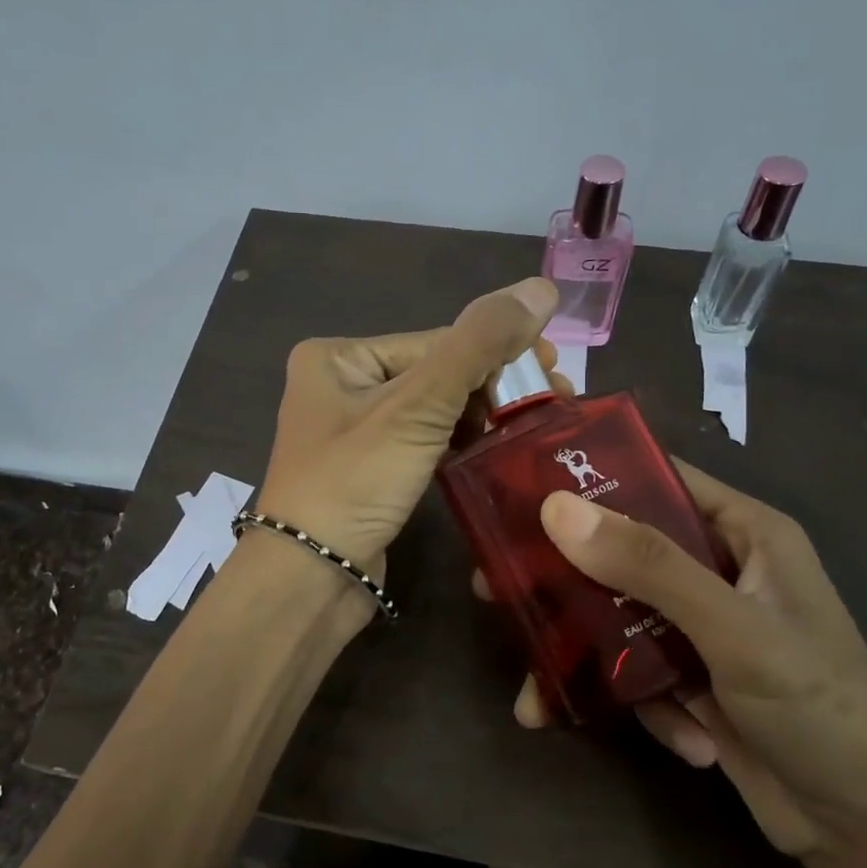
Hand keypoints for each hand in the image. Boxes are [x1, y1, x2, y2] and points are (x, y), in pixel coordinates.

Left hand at [253, 277, 561, 583]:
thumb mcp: (417, 407)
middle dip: (495, 386)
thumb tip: (541, 287)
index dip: (498, 354)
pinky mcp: (370, 469)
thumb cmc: (354, 482)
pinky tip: (497, 448)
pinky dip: (460, 442)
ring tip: (536, 425)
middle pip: (436, 372)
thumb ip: (479, 345)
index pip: (436, 341)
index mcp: (338, 356)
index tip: (556, 370)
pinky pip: (424, 441)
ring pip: (434, 409)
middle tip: (557, 398)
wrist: (309, 580)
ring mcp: (354, 430)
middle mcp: (340, 384)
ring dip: (483, 415)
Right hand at [508, 459, 866, 863]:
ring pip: (618, 615)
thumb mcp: (734, 628)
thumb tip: (557, 508)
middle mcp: (720, 569)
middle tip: (493, 585)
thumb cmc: (819, 708)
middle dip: (564, 576)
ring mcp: (704, 627)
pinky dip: (640, 700)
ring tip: (532, 690)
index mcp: (744, 533)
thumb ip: (649, 566)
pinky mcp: (694, 678)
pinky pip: (638, 668)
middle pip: (622, 550)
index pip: (657, 479)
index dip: (592, 477)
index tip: (521, 489)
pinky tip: (679, 738)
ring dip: (585, 654)